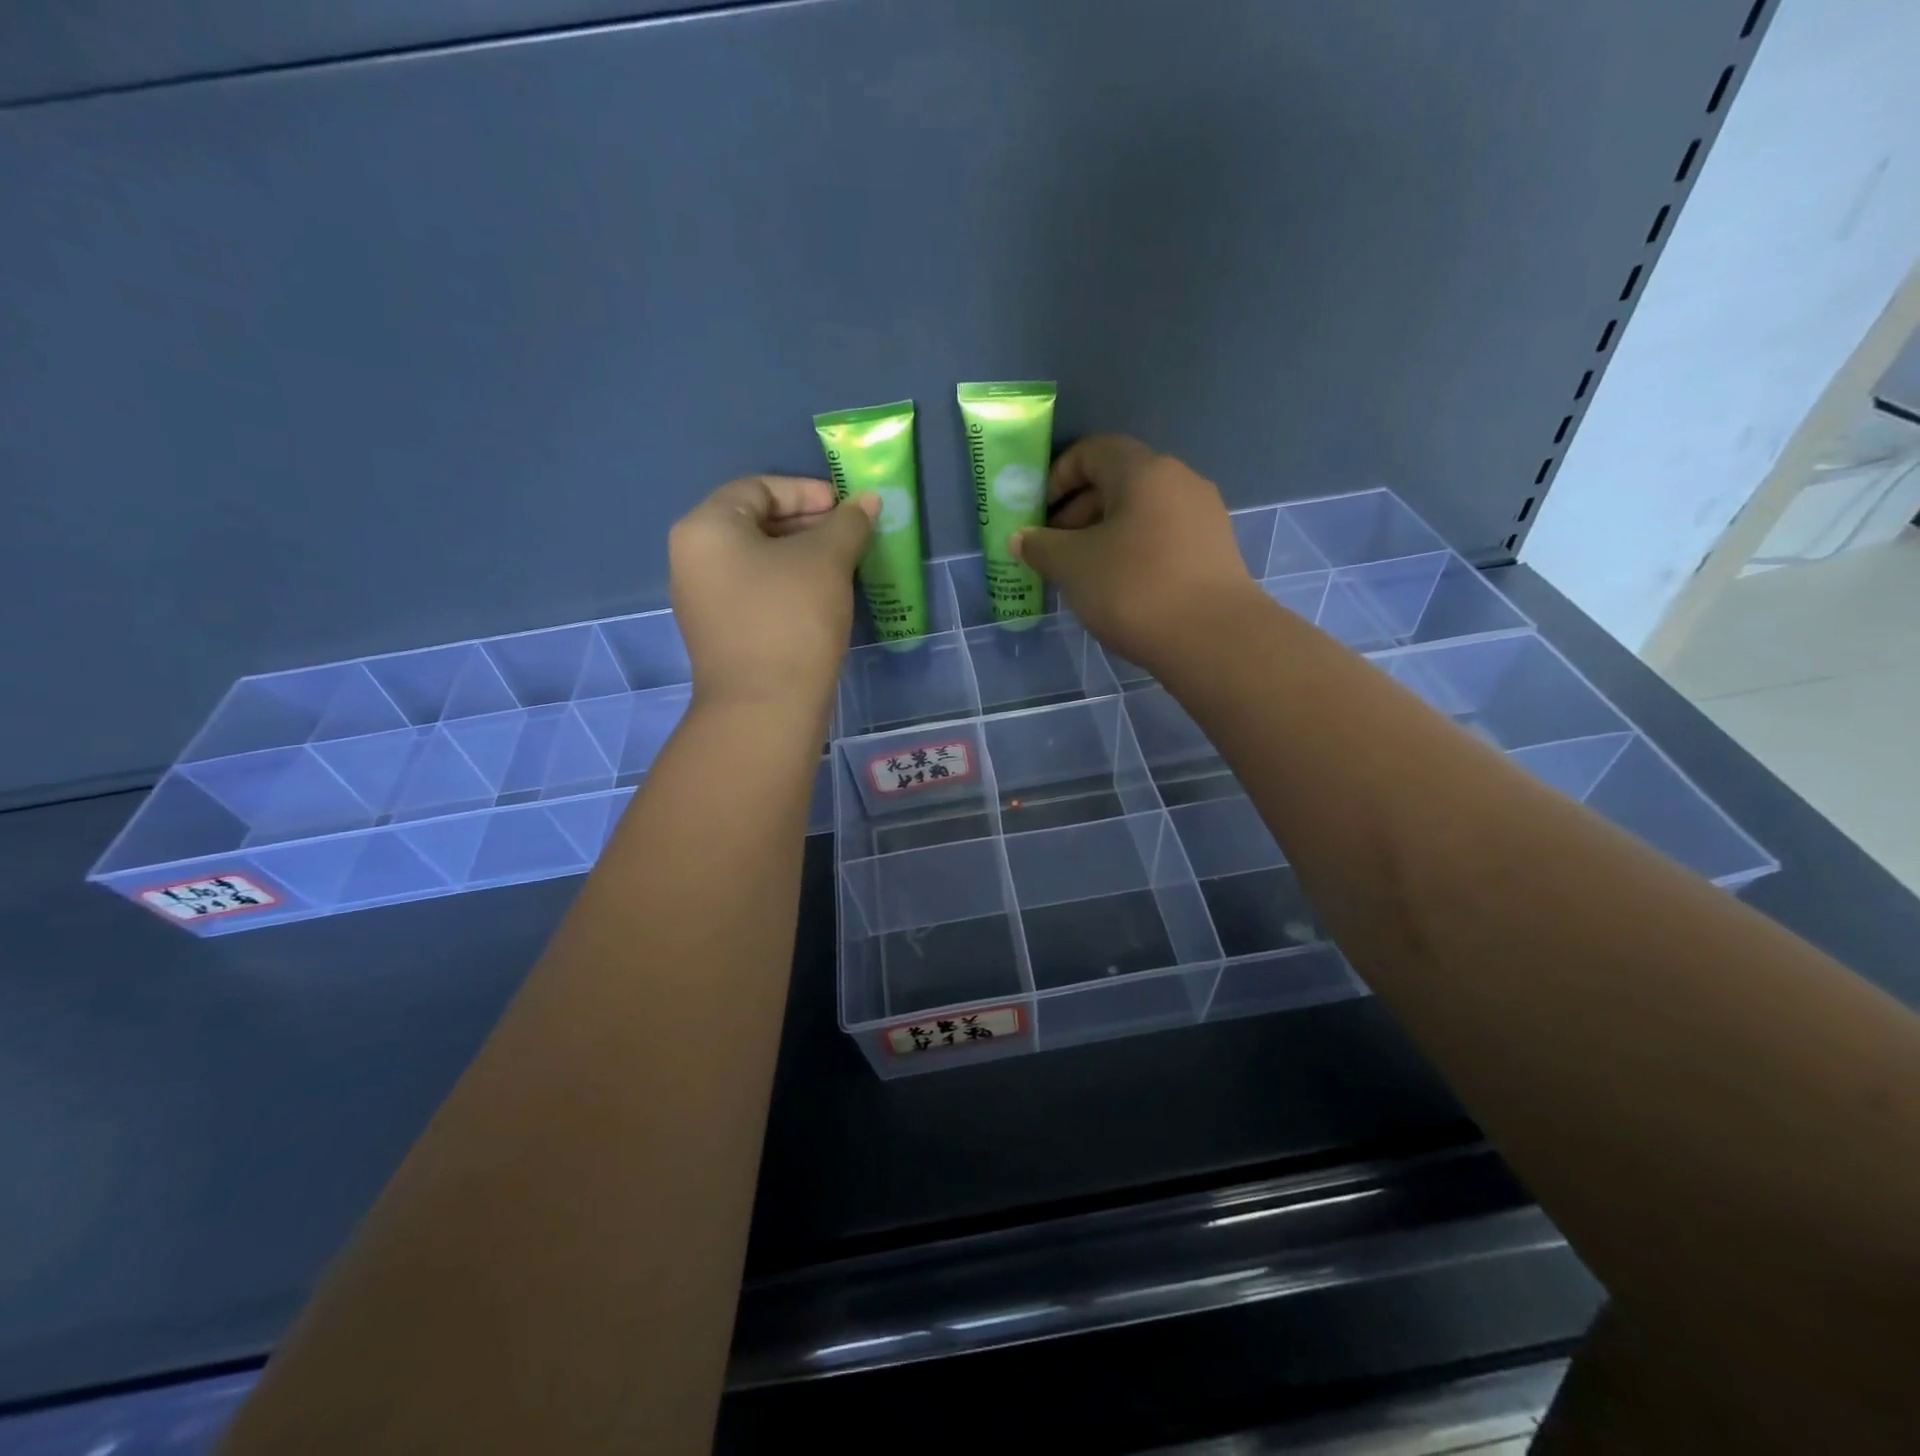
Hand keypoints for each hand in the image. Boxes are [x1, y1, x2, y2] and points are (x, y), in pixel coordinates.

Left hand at [669, 475, 876, 714]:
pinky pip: (754, 591)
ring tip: (843, 565)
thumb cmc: (791, 619)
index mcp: (706, 528)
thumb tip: (868, 501)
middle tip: (850, 535)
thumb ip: (848, 523)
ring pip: (757, 560)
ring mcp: (701, 599)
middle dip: (807, 524)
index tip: (846, 508)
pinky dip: (787, 584)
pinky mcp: (718, 632)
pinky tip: (821, 597)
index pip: (758, 488)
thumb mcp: (826, 561)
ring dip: (801, 555)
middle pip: (754, 522)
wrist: (765, 708)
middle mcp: (692, 558)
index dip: (807, 491)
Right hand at [1010, 436, 1262, 671]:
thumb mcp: (1072, 566)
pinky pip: (1162, 537)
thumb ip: (1040, 547)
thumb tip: (1021, 538)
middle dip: (1078, 511)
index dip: (1058, 477)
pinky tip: (1119, 588)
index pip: (1093, 451)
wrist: (1213, 639)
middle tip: (1053, 549)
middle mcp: (1180, 481)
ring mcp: (1203, 516)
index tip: (1039, 513)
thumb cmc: (1134, 589)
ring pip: (1141, 513)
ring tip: (1082, 573)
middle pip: (1119, 481)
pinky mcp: (1215, 551)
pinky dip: (1133, 551)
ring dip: (1104, 535)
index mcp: (1144, 471)